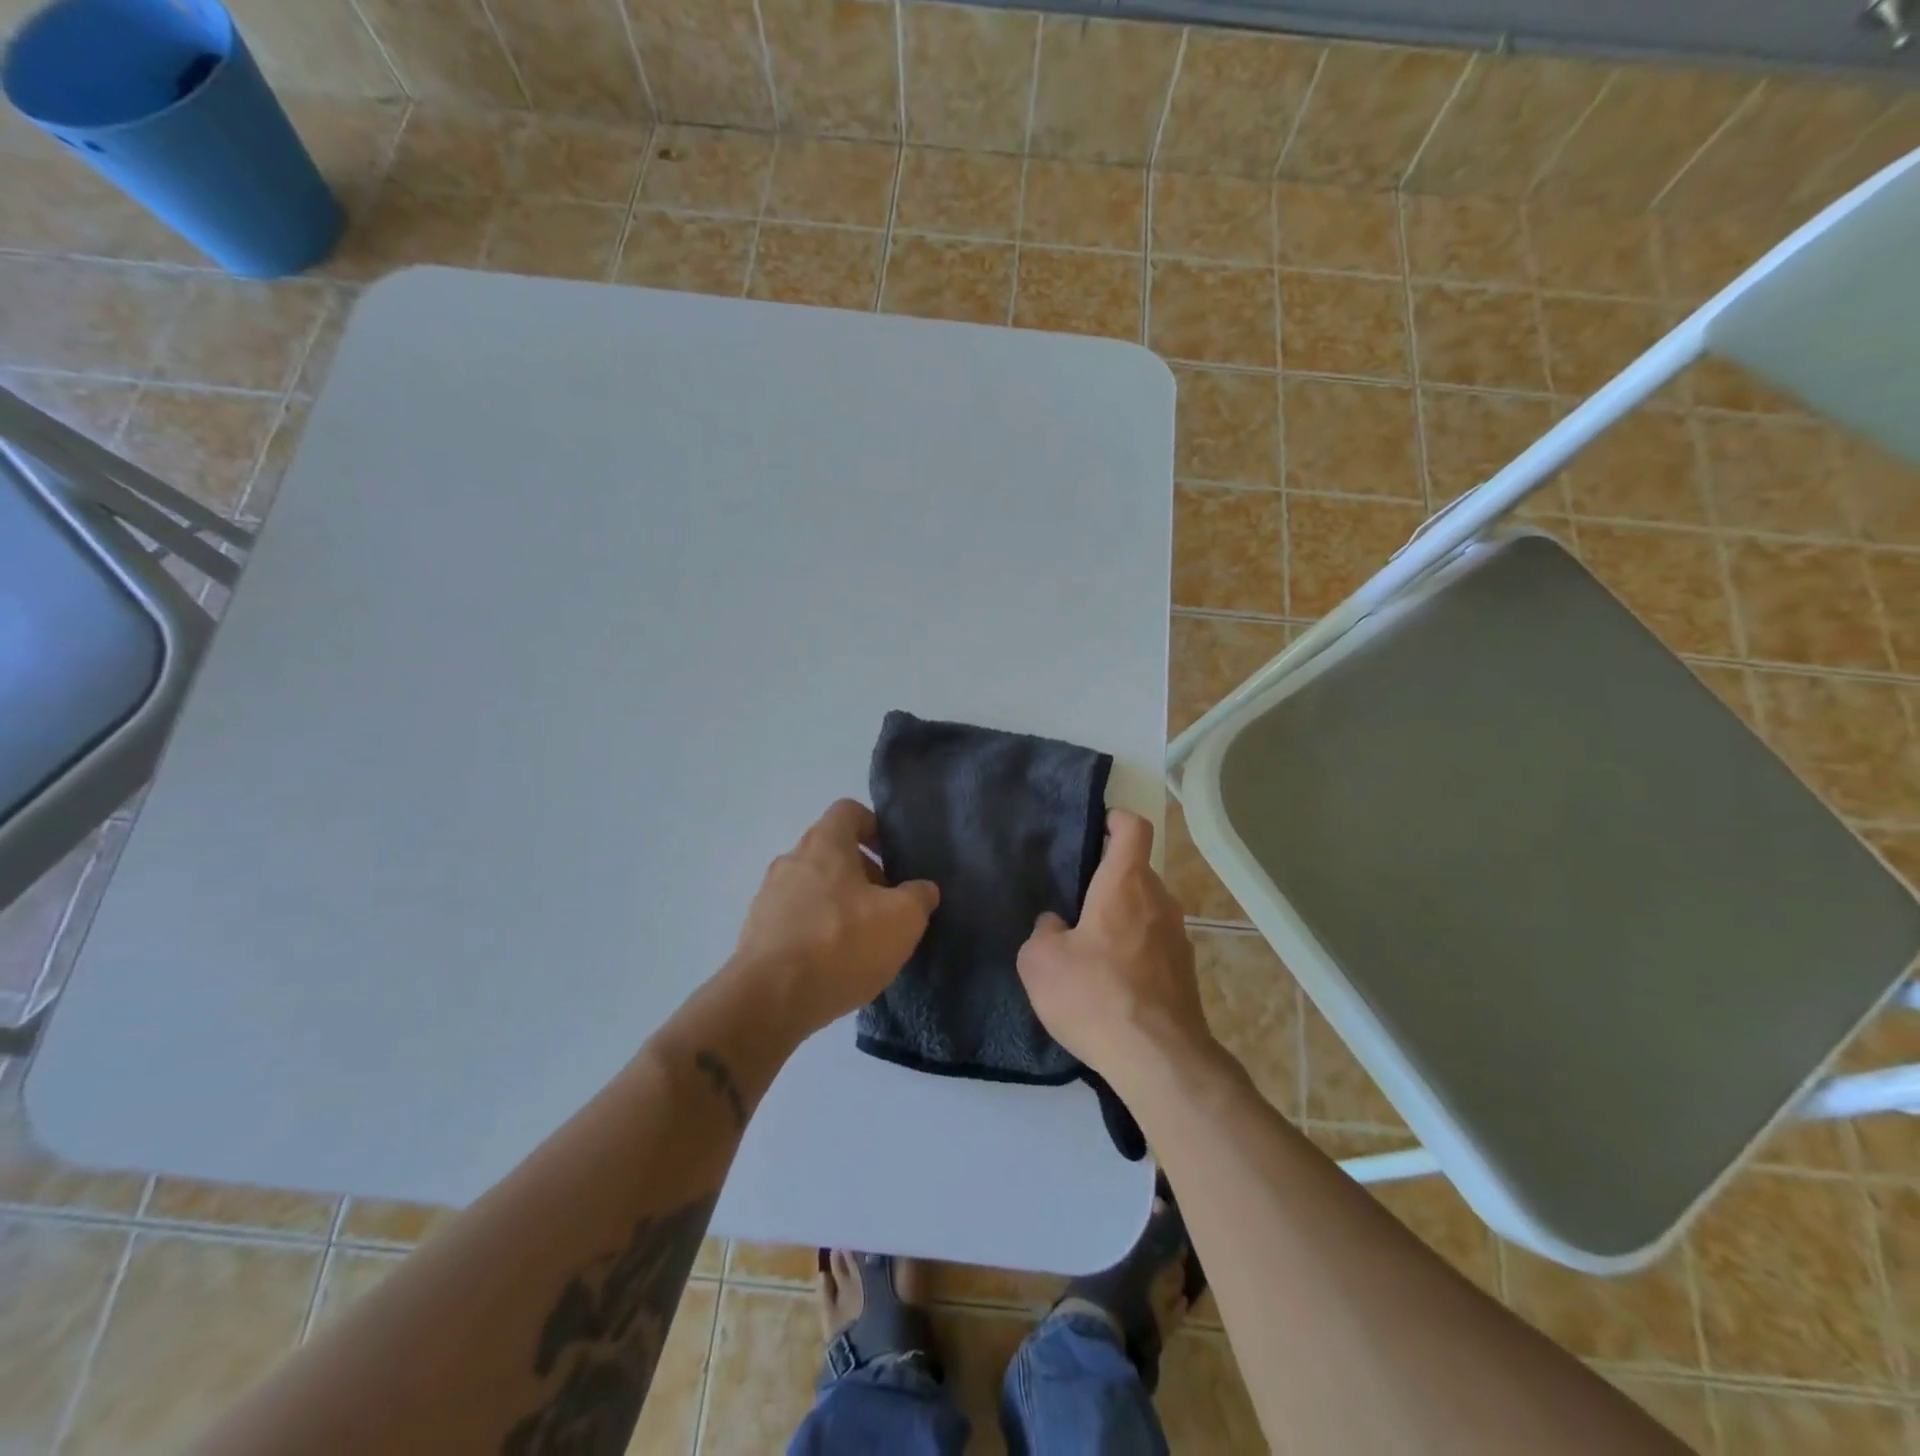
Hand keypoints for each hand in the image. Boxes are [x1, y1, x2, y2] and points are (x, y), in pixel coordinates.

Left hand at [734, 799, 938, 1034]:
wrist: (770, 1000)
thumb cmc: (841, 943)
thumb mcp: (902, 919)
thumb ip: (919, 897)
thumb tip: (922, 889)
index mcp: (824, 843)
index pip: (849, 811)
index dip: (875, 827)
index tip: (893, 857)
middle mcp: (791, 859)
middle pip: (831, 851)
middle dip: (862, 873)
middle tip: (887, 905)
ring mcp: (768, 895)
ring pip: (813, 886)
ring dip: (839, 903)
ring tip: (862, 939)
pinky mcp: (756, 931)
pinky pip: (795, 918)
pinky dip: (816, 930)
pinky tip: (833, 962)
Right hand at [1016, 810, 1212, 1087]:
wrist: (1158, 1059)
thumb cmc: (1095, 995)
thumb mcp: (1041, 961)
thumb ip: (1044, 931)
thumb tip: (1057, 925)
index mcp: (1125, 883)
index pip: (1133, 828)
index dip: (1115, 819)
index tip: (1097, 827)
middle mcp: (1159, 901)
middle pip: (1137, 873)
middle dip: (1108, 881)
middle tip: (1075, 905)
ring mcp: (1178, 938)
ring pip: (1146, 911)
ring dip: (1121, 919)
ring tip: (1090, 950)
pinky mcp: (1185, 973)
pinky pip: (1154, 946)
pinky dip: (1134, 952)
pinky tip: (1111, 985)